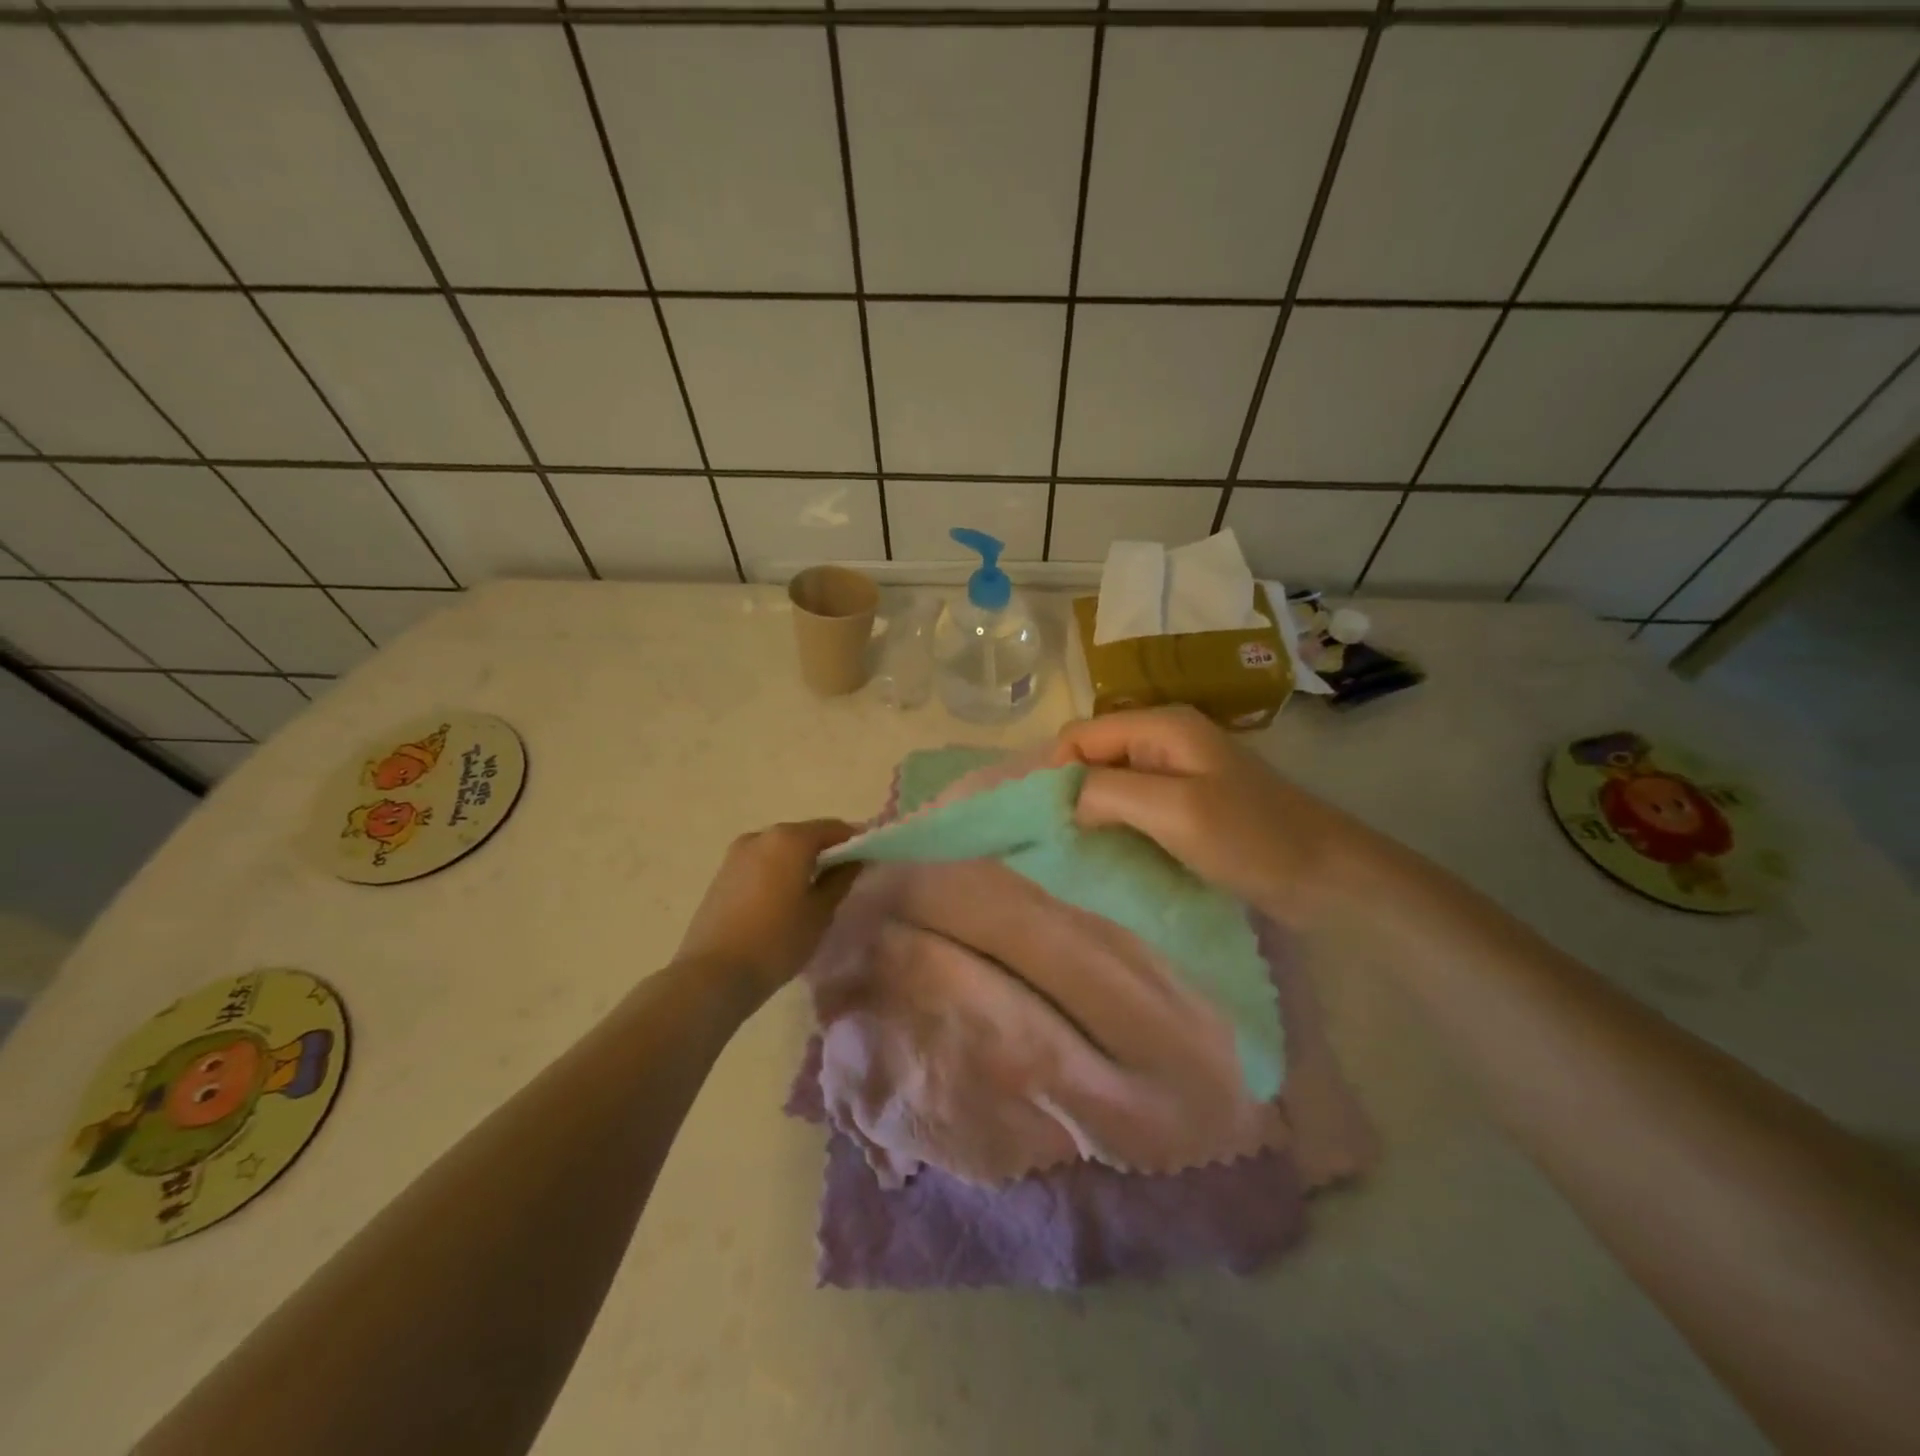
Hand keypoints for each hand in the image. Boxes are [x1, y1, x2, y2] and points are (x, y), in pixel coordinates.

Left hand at [674, 820, 862, 1008]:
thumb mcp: (820, 912)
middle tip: (843, 879)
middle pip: (805, 835)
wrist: (714, 973)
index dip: (855, 841)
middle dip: (826, 851)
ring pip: (781, 849)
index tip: (869, 860)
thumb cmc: (777, 940)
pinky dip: (778, 871)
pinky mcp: (722, 873)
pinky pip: (761, 863)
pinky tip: (784, 900)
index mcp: (790, 838)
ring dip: (800, 862)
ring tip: (813, 893)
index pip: (834, 828)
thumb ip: (841, 878)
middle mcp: (762, 835)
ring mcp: (737, 853)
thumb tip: (855, 859)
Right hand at [1050, 706, 1378, 927]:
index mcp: (1161, 726)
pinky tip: (1111, 852)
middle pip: (1093, 756)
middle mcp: (1164, 740)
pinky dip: (1116, 825)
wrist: (1327, 877)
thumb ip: (1109, 792)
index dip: (1055, 772)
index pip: (1079, 735)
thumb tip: (1066, 801)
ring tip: (1081, 850)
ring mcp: (1178, 772)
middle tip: (1061, 840)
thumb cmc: (1250, 838)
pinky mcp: (1187, 803)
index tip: (1047, 821)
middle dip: (1070, 793)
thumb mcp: (1174, 809)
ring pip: (1111, 783)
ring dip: (1092, 813)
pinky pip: (1134, 806)